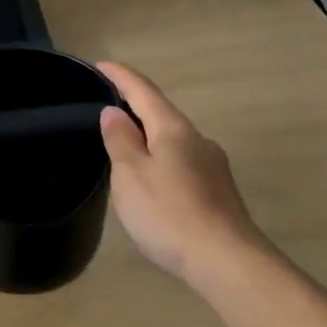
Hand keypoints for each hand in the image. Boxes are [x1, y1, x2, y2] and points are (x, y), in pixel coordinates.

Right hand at [97, 61, 263, 280]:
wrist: (227, 262)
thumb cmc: (169, 213)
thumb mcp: (131, 175)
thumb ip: (121, 141)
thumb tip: (114, 112)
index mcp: (173, 128)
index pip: (143, 90)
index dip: (120, 75)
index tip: (99, 64)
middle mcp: (197, 139)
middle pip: (161, 113)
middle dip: (134, 107)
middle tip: (105, 109)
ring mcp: (212, 165)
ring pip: (173, 140)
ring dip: (149, 137)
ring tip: (124, 149)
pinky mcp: (218, 191)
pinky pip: (182, 163)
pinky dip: (162, 161)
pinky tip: (153, 182)